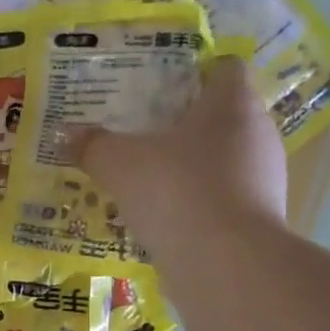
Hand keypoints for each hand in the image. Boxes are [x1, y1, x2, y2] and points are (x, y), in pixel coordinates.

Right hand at [74, 55, 286, 250]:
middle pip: (222, 116)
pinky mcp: (260, 218)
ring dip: (191, 169)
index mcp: (232, 103)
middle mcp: (258, 133)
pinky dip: (198, 205)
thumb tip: (65, 135)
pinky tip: (166, 220)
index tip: (160, 90)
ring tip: (149, 184)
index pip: (225, 68)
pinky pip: (224, 200)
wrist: (225, 262)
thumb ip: (93, 146)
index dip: (194, 74)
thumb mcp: (118, 164)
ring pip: (223, 161)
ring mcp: (264, 178)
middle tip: (143, 137)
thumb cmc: (176, 190)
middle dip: (185, 126)